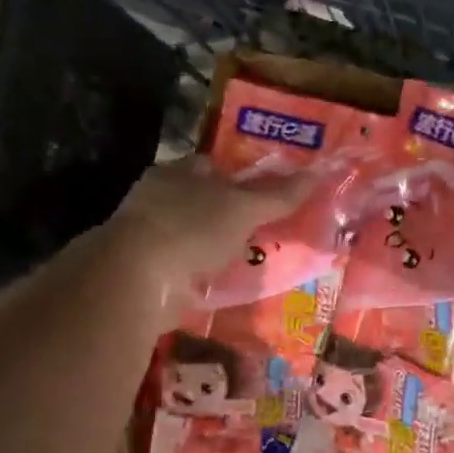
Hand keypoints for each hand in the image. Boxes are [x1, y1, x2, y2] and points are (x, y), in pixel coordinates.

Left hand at [103, 156, 308, 303]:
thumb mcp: (244, 208)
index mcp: (176, 173)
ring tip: (250, 262)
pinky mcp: (145, 272)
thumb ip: (278, 195)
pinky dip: (202, 276)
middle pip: (201, 202)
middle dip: (227, 216)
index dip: (238, 177)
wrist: (136, 279)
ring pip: (191, 237)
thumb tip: (317, 174)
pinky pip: (183, 270)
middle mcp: (157, 200)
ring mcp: (148, 238)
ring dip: (214, 249)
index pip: (211, 166)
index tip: (264, 194)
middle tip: (263, 231)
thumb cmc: (191, 228)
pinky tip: (224, 286)